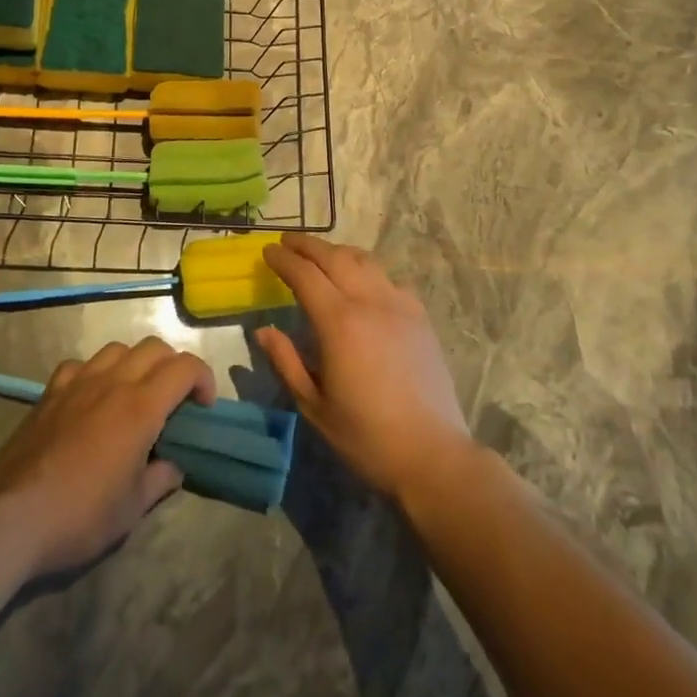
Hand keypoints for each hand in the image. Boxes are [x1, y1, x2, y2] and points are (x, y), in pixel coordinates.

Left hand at [0, 337, 215, 575]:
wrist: (11, 515)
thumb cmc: (80, 515)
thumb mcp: (132, 509)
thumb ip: (159, 480)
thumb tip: (173, 466)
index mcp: (141, 406)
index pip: (185, 367)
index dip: (203, 378)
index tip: (204, 406)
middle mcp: (113, 381)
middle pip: (154, 348)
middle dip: (173, 366)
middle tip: (175, 400)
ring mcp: (78, 382)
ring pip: (118, 348)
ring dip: (135, 363)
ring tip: (134, 394)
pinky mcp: (50, 391)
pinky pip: (81, 364)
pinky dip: (95, 372)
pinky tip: (91, 398)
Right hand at [257, 233, 473, 501]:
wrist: (433, 454)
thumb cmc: (366, 436)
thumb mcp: (314, 406)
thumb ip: (287, 362)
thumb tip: (263, 331)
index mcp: (339, 322)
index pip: (305, 274)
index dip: (283, 259)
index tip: (267, 251)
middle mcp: (369, 301)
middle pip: (334, 257)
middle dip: (307, 245)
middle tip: (287, 241)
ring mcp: (399, 305)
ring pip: (364, 261)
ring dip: (337, 252)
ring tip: (320, 255)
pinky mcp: (420, 316)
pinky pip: (388, 279)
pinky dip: (366, 271)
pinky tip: (361, 283)